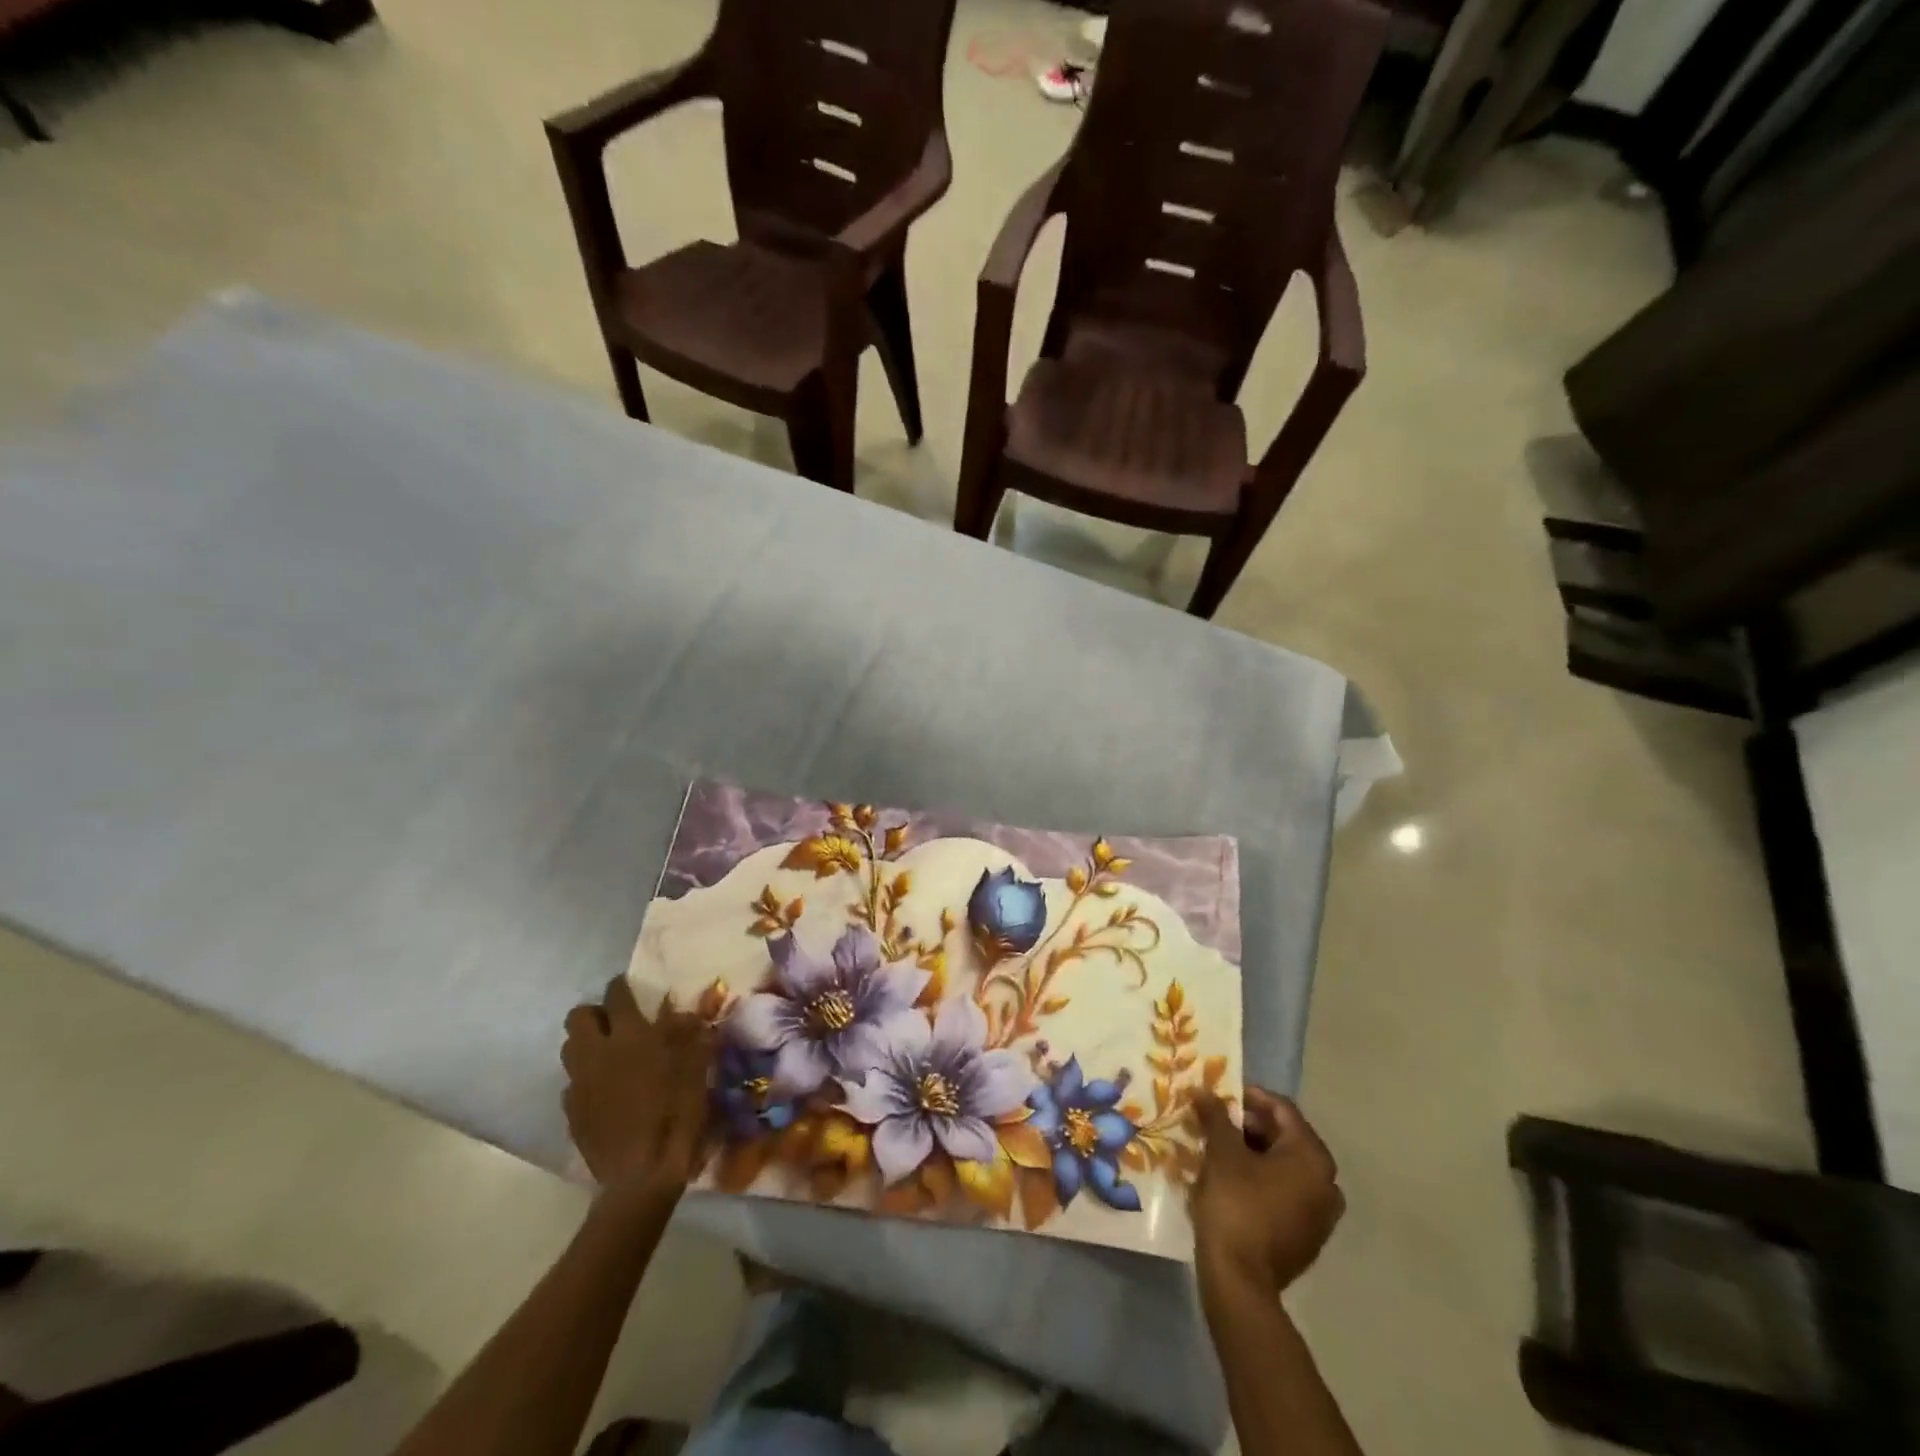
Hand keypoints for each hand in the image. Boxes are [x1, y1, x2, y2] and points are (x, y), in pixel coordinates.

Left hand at [561, 976, 713, 1198]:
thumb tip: (687, 1012)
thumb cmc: (676, 1114)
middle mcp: (597, 1053)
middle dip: (595, 1014)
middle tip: (617, 1024)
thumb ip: (689, 1034)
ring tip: (610, 1055)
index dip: (622, 987)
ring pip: (569, 1048)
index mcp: (630, 1036)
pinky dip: (586, 1079)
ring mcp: (579, 1084)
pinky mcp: (571, 1112)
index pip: (616, 995)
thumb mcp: (696, 1068)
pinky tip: (605, 1092)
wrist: (642, 1175)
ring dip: (587, 1044)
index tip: (630, 988)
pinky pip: (572, 1083)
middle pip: (579, 1016)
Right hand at [1189, 1087, 1344, 1297]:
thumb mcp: (1222, 1153)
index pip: (1282, 1110)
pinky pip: (1286, 1193)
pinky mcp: (1308, 1238)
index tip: (1219, 1096)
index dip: (1249, 1097)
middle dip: (1250, 1126)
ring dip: (1254, 1153)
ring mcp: (1321, 1215)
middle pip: (1286, 1137)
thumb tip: (1203, 1089)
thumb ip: (1216, 1116)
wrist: (1240, 1281)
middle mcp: (1327, 1183)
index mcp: (1312, 1158)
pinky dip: (1262, 1179)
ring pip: (1285, 1167)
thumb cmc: (1235, 1205)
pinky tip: (1233, 1181)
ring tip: (1220, 1149)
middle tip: (1216, 1122)